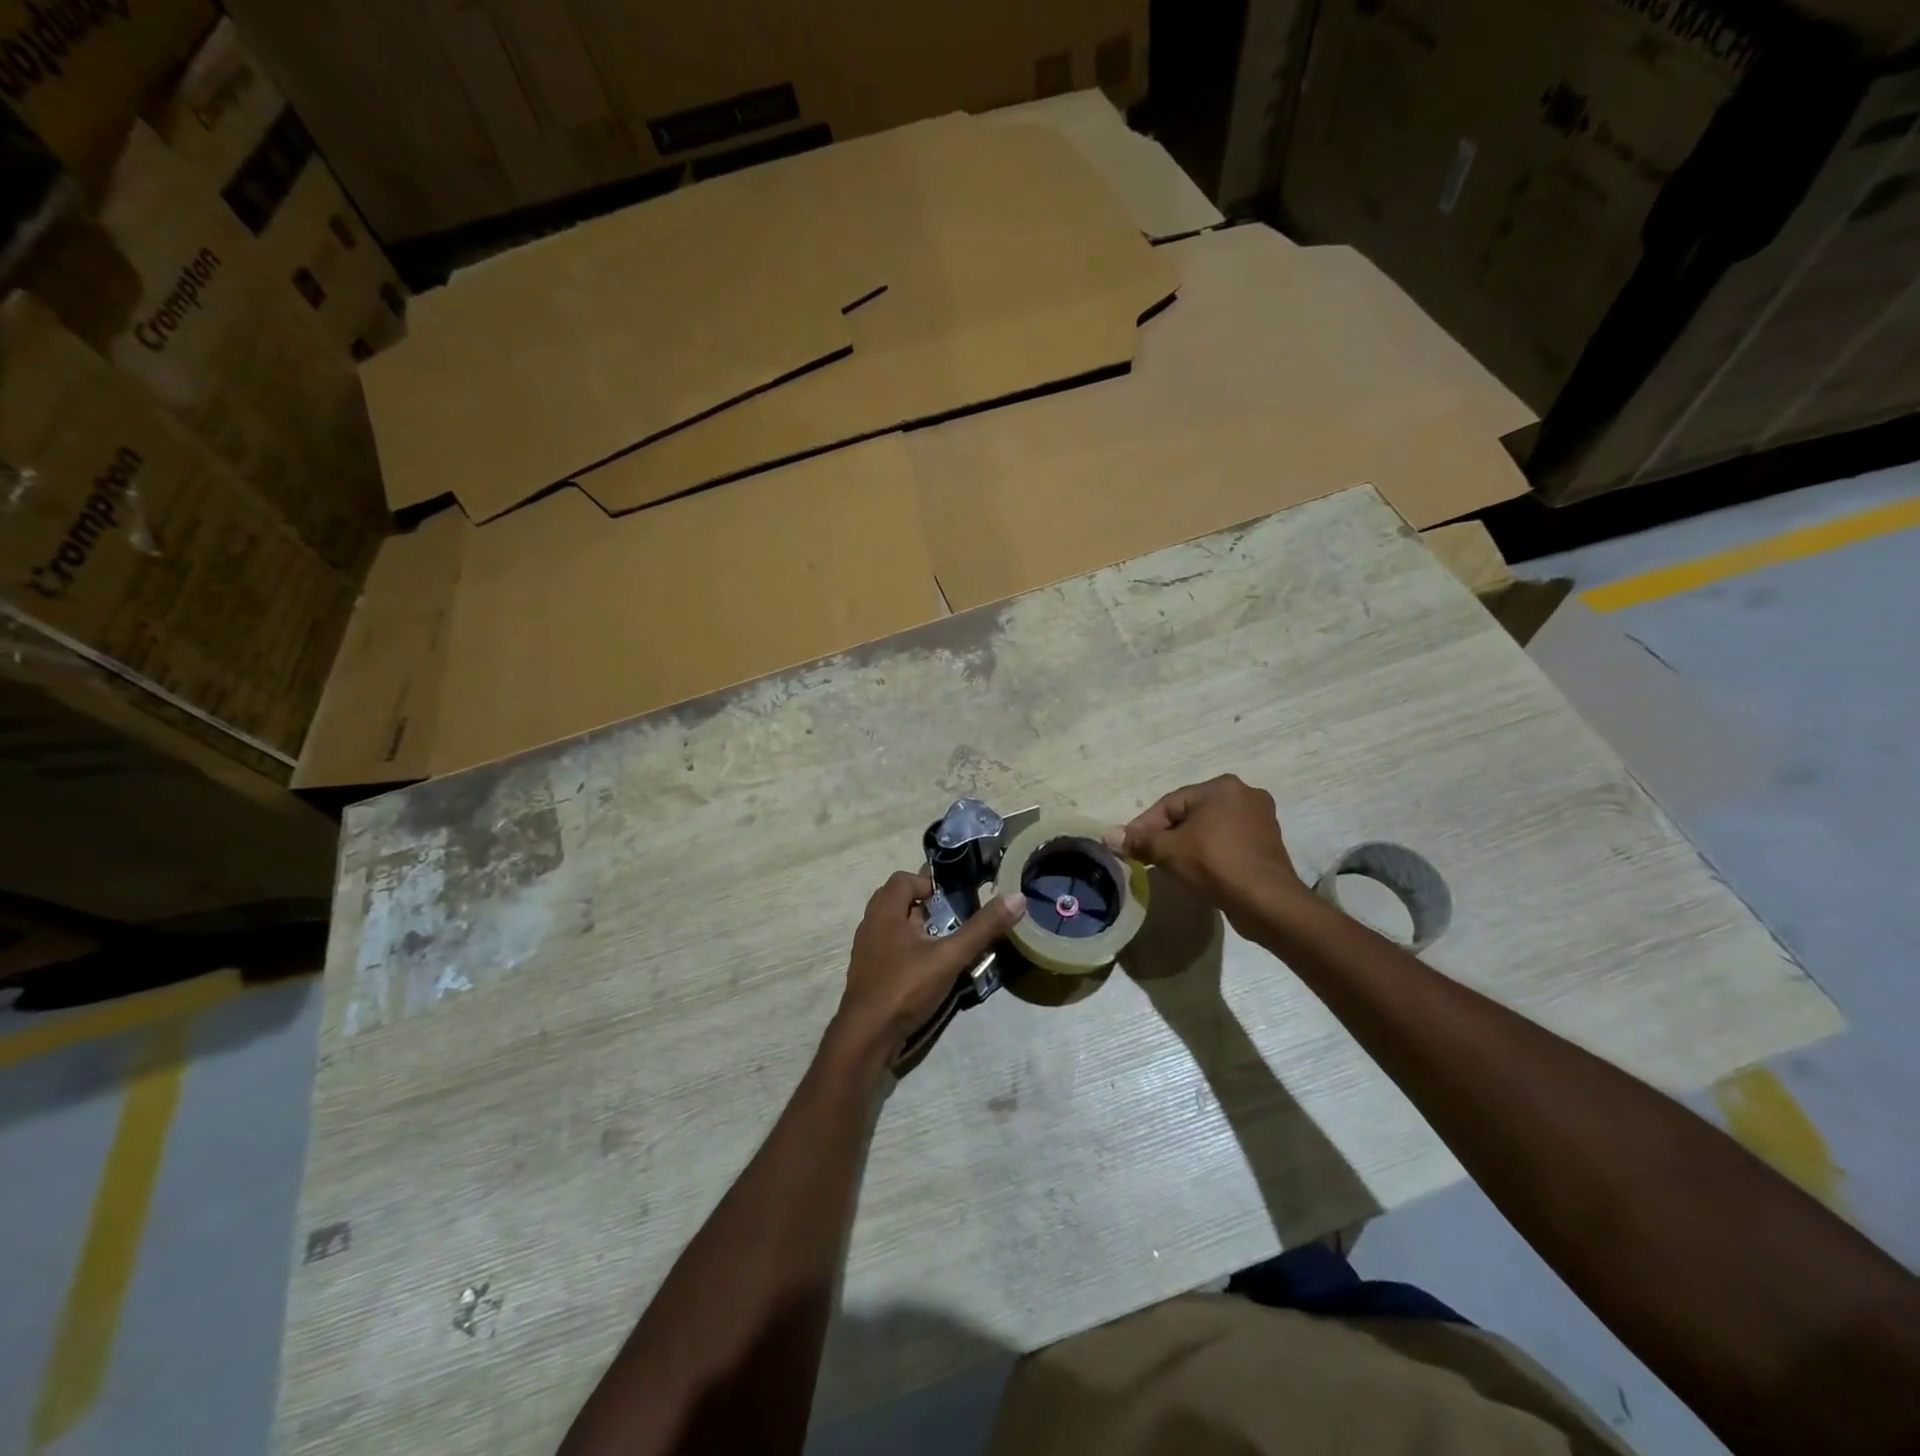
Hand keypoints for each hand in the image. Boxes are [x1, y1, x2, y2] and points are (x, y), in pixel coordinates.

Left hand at [831, 871, 1024, 1066]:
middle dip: (925, 907)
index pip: (903, 879)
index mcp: (885, 912)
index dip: (929, 884)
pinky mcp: (868, 974)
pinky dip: (908, 951)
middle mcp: (870, 925)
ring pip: (893, 927)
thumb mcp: (950, 956)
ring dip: (917, 930)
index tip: (953, 901)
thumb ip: (983, 928)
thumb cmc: (906, 987)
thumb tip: (1017, 897)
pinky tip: (928, 971)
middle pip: (897, 901)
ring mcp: (866, 951)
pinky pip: (889, 949)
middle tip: (951, 921)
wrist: (867, 1037)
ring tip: (944, 946)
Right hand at [1108, 775, 1307, 930]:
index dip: (1145, 826)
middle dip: (1168, 834)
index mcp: (1221, 786)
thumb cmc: (1215, 865)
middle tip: (1149, 857)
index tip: (1129, 847)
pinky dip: (1211, 852)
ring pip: (1210, 828)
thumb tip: (1108, 835)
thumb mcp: (1169, 851)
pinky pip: (1228, 841)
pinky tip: (1200, 870)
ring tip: (1172, 866)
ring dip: (1189, 844)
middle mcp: (1244, 794)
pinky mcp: (1269, 843)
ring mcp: (1261, 818)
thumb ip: (1139, 841)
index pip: (1170, 804)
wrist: (1267, 901)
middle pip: (1191, 813)